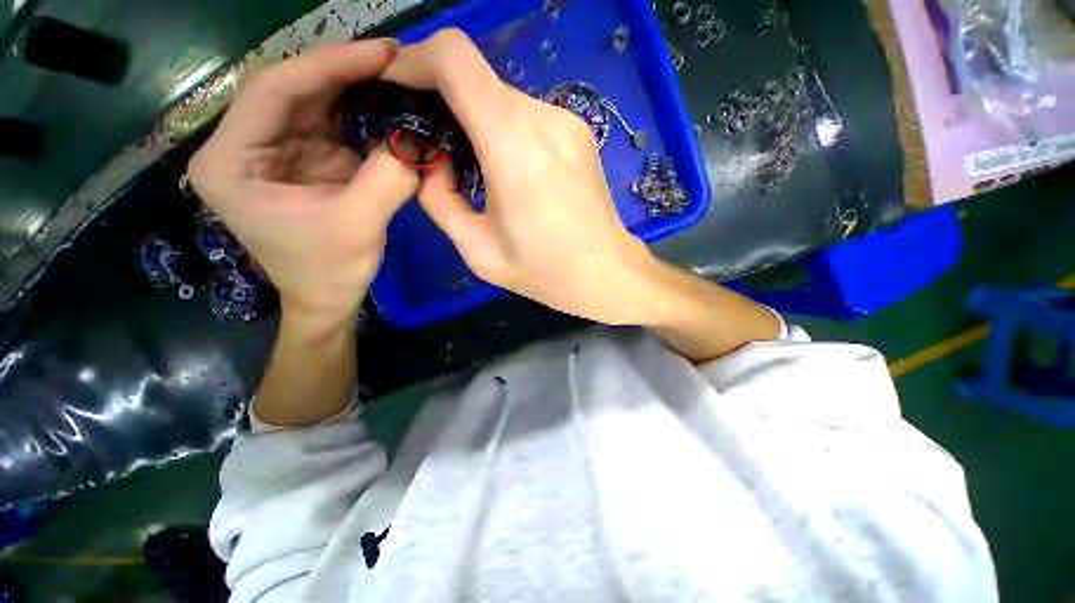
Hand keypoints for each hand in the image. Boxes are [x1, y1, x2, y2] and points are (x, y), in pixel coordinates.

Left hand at [188, 40, 419, 327]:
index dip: (328, 65)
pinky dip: (360, 113)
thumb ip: (386, 181)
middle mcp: (243, 146)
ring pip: (312, 101)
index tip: (381, 54)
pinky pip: (330, 124)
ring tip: (395, 76)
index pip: (272, 91)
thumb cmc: (329, 272)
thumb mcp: (358, 228)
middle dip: (343, 71)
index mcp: (230, 162)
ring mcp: (274, 151)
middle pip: (291, 89)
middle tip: (394, 60)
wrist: (325, 299)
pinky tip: (387, 104)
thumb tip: (415, 142)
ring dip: (354, 87)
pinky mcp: (303, 161)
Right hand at [382, 29, 660, 325]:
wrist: (605, 272)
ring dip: (476, 118)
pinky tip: (508, 167)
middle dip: (444, 98)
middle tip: (433, 140)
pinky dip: (504, 128)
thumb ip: (438, 201)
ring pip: (501, 97)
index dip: (416, 60)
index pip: (454, 58)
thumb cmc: (545, 271)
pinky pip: (527, 115)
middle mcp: (543, 120)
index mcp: (513, 148)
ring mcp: (566, 121)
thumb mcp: (478, 250)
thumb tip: (432, 163)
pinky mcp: (579, 131)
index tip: (400, 87)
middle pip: (476, 78)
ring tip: (473, 162)